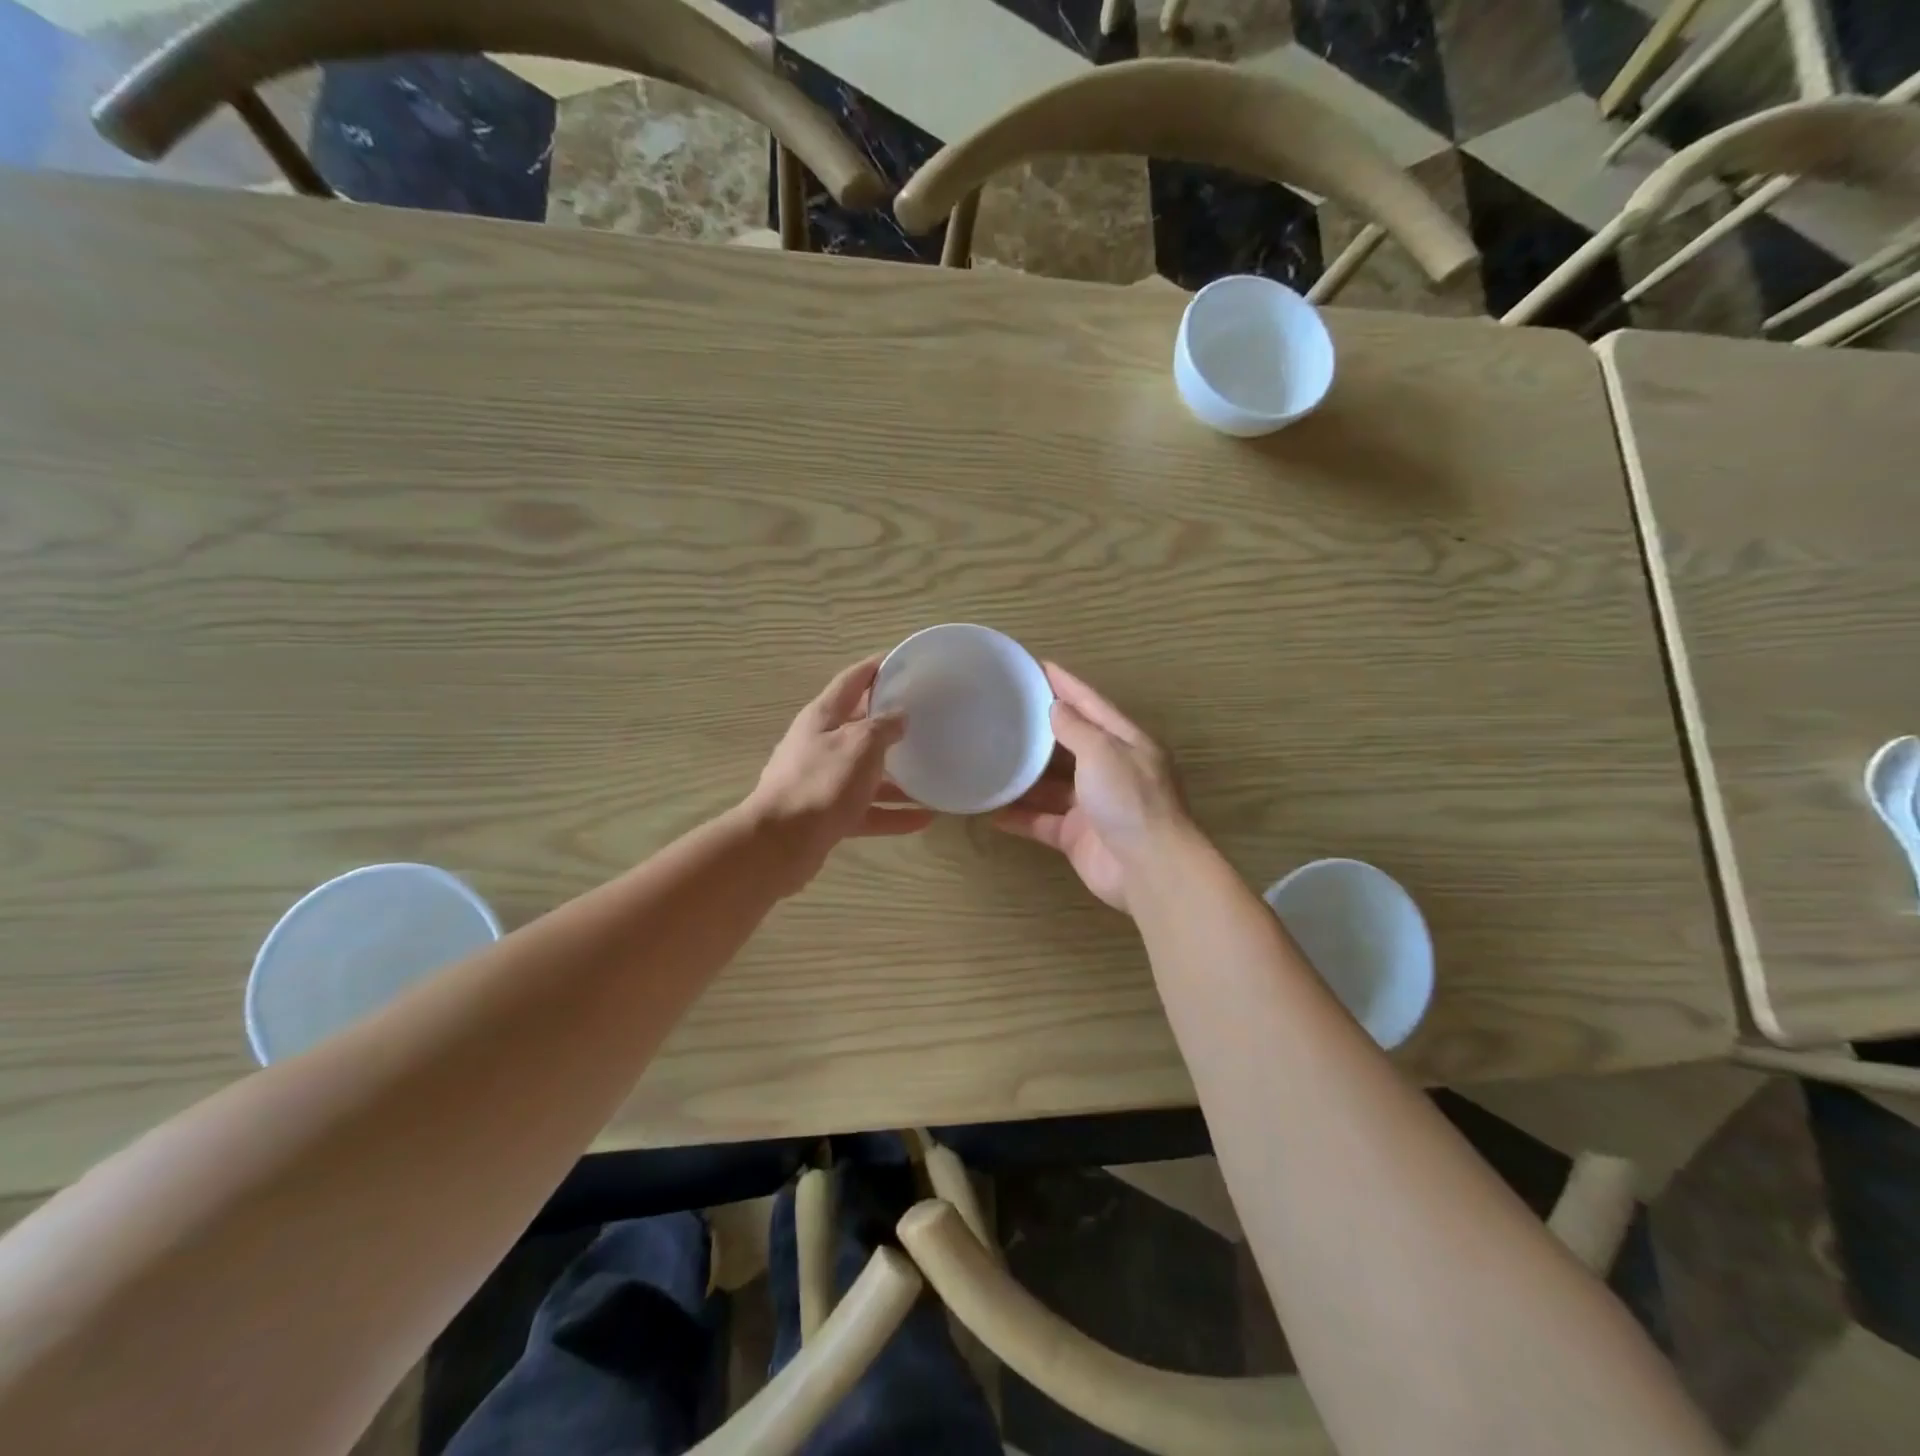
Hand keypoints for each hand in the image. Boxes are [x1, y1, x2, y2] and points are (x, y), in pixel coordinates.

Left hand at [746, 656, 934, 893]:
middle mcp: (820, 744)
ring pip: (867, 773)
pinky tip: (924, 819)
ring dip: (898, 776)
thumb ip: (883, 727)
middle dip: (891, 723)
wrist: (781, 844)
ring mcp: (823, 781)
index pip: (852, 680)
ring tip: (932, 774)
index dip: (876, 667)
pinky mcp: (828, 815)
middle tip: (927, 718)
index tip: (904, 661)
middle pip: (860, 727)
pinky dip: (893, 813)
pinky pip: (867, 809)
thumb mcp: (860, 744)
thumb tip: (899, 717)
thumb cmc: (822, 782)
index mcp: (822, 717)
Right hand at [992, 663, 1189, 912]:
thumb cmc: (1129, 800)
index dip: (1065, 684)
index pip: (1091, 704)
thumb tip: (1057, 709)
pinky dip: (1020, 816)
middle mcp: (1110, 770)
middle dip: (1039, 730)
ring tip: (988, 758)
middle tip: (1002, 712)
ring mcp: (1092, 806)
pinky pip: (1042, 821)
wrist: (1149, 869)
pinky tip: (991, 810)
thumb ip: (1077, 729)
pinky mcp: (1077, 836)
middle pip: (1069, 744)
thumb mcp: (1104, 752)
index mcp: (1125, 743)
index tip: (1037, 665)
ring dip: (1024, 776)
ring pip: (1051, 785)